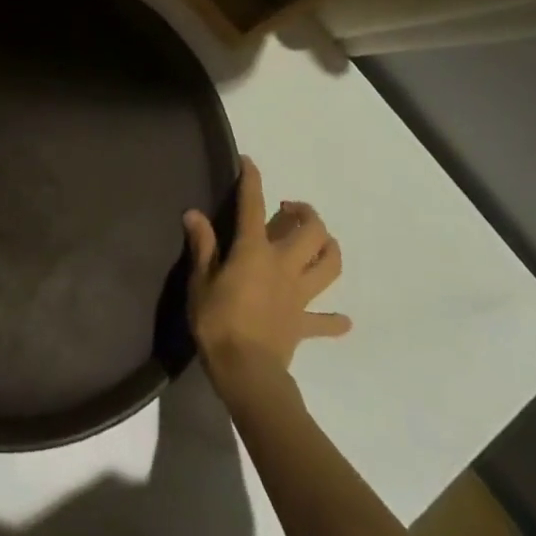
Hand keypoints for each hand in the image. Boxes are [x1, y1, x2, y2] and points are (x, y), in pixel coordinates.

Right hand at [184, 156, 349, 387]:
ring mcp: (299, 295)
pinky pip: (327, 322)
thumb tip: (194, 214)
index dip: (252, 181)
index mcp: (254, 252)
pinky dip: (334, 320)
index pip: (253, 206)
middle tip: (289, 210)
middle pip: (311, 232)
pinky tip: (341, 319)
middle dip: (305, 213)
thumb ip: (202, 246)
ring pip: (329, 265)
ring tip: (318, 243)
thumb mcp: (199, 282)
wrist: (247, 372)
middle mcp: (284, 266)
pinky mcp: (305, 323)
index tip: (250, 163)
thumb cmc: (217, 322)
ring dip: (329, 249)